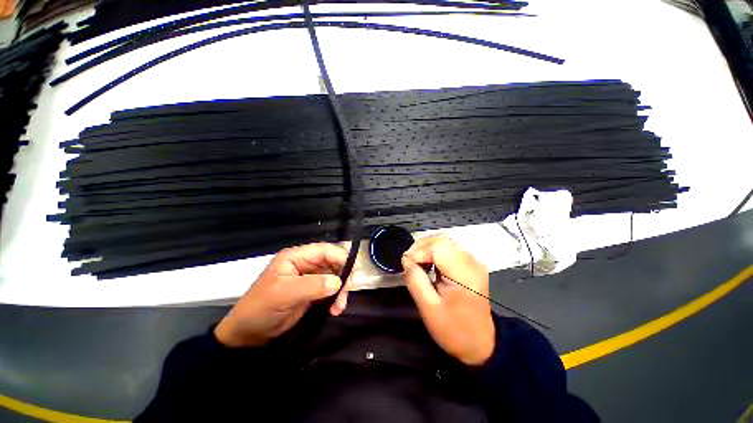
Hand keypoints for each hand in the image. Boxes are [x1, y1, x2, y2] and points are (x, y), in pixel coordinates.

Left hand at [215, 243, 350, 346]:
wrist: (248, 334)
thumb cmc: (261, 308)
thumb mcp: (284, 294)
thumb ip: (312, 286)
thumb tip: (338, 282)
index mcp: (296, 257)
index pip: (324, 250)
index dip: (340, 257)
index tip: (354, 271)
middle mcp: (305, 263)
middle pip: (332, 262)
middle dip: (342, 276)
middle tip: (347, 292)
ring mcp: (309, 277)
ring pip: (334, 276)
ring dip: (340, 289)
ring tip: (339, 306)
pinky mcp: (312, 291)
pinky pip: (331, 289)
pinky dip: (336, 297)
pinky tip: (335, 309)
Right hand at [402, 236, 494, 365]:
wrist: (481, 344)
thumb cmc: (454, 330)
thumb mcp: (429, 309)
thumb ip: (415, 280)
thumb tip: (406, 260)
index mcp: (465, 275)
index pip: (438, 247)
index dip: (419, 252)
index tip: (407, 265)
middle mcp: (472, 262)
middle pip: (441, 240)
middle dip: (420, 248)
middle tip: (409, 262)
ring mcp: (473, 261)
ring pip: (444, 242)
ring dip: (426, 249)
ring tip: (416, 263)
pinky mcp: (470, 264)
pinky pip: (448, 249)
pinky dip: (434, 252)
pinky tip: (428, 264)